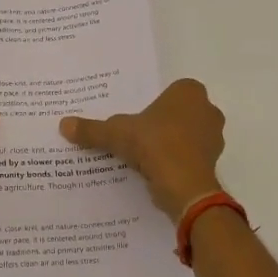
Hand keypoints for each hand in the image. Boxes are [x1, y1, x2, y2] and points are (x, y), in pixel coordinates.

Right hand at [60, 78, 225, 220]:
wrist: (184, 185)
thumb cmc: (154, 145)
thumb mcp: (116, 134)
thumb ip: (92, 129)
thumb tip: (63, 124)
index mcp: (189, 92)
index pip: (171, 91)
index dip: (155, 103)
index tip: (138, 117)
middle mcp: (207, 110)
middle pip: (180, 113)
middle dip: (163, 123)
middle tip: (138, 135)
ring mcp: (214, 137)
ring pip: (187, 135)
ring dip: (171, 143)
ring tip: (145, 156)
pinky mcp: (213, 162)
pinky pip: (191, 157)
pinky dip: (177, 162)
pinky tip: (157, 172)